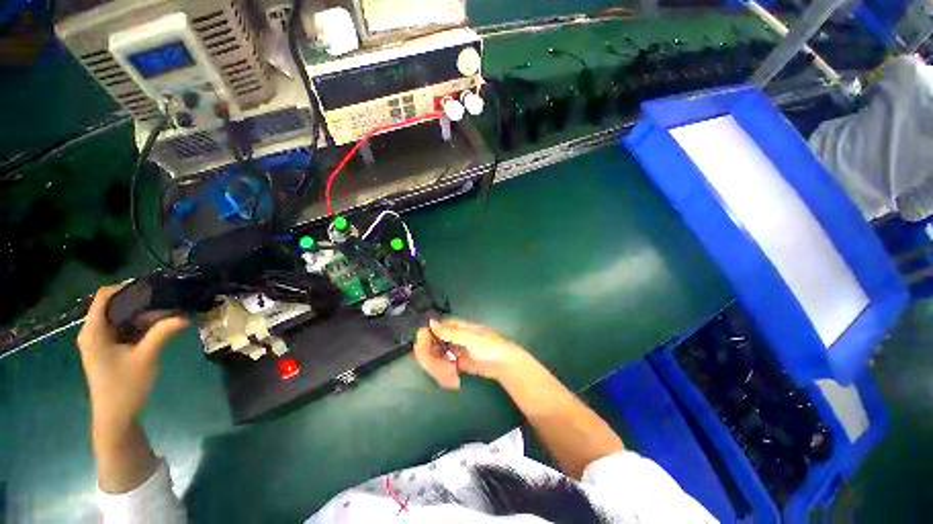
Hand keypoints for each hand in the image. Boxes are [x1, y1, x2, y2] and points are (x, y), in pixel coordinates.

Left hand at [77, 285, 187, 446]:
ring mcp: (99, 342)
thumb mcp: (146, 357)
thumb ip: (163, 333)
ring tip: (168, 315)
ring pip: (120, 318)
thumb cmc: (125, 386)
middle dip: (141, 303)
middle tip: (168, 303)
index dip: (126, 287)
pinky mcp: (107, 350)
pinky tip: (158, 329)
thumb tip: (185, 316)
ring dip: (143, 315)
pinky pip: (122, 329)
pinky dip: (139, 326)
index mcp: (94, 331)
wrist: (116, 417)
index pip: (104, 297)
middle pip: (114, 306)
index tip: (154, 286)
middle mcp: (93, 332)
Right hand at [413, 319, 528, 389]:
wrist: (504, 364)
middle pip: (438, 342)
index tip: (421, 343)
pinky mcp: (461, 363)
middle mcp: (457, 338)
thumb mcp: (468, 337)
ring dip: (439, 363)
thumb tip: (431, 322)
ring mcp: (459, 351)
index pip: (439, 327)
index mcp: (459, 328)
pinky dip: (445, 370)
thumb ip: (449, 332)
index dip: (429, 334)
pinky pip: (448, 364)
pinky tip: (447, 376)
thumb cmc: (488, 346)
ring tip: (444, 372)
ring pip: (441, 354)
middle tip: (432, 363)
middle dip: (433, 352)